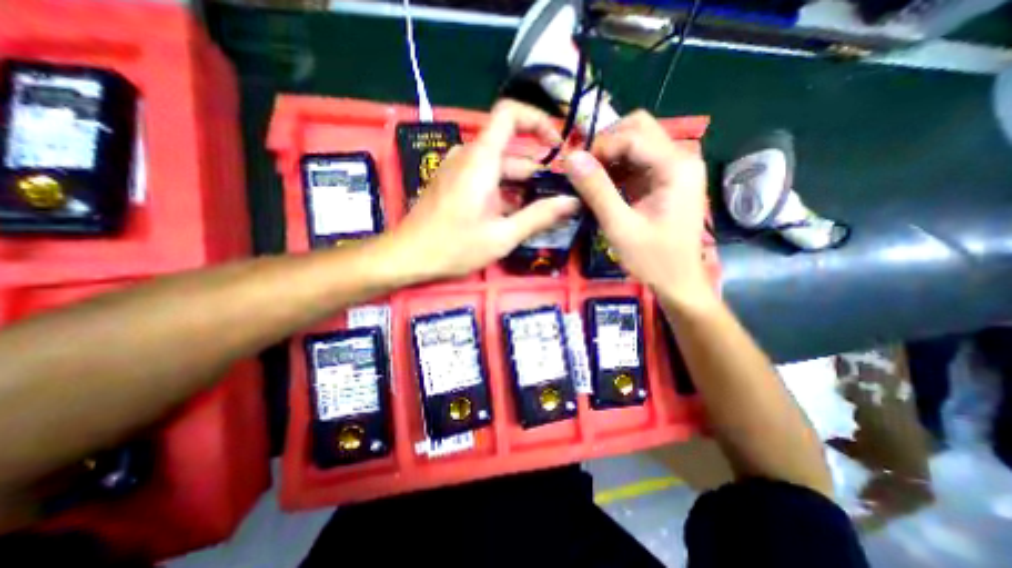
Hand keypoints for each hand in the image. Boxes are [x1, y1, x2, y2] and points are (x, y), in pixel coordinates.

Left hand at [387, 100, 577, 281]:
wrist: (408, 256)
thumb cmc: (454, 246)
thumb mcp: (502, 235)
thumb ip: (539, 216)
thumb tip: (572, 202)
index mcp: (481, 159)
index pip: (510, 114)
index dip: (538, 121)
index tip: (558, 145)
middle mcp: (469, 156)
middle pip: (511, 151)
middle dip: (538, 172)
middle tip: (560, 197)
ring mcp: (459, 170)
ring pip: (499, 169)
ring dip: (522, 187)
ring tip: (543, 211)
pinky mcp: (453, 183)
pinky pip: (485, 179)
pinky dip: (504, 192)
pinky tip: (515, 216)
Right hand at [568, 112, 710, 306]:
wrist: (677, 281)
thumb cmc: (653, 259)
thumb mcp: (620, 226)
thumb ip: (597, 190)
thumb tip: (570, 158)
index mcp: (676, 167)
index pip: (633, 135)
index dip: (600, 147)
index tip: (575, 169)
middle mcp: (680, 158)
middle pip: (638, 129)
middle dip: (606, 144)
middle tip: (585, 171)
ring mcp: (674, 168)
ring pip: (636, 143)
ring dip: (609, 157)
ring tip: (590, 181)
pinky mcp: (664, 180)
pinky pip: (636, 162)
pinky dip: (616, 169)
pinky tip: (603, 188)